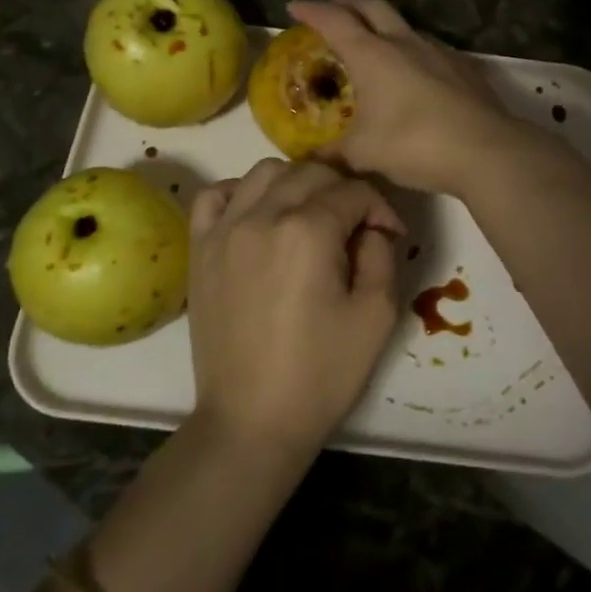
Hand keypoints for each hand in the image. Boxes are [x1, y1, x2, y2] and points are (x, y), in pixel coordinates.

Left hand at [185, 159, 404, 455]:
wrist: (251, 420)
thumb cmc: (321, 374)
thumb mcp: (376, 315)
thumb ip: (381, 254)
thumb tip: (372, 226)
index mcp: (308, 232)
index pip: (353, 191)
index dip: (380, 208)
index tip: (390, 235)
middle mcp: (262, 216)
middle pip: (311, 171)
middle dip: (343, 189)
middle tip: (356, 224)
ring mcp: (224, 229)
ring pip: (265, 171)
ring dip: (296, 182)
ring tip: (310, 215)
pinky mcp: (200, 248)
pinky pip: (215, 194)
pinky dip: (241, 192)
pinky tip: (260, 215)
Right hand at [288, 0, 525, 196]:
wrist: (485, 149)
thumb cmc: (414, 144)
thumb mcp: (363, 153)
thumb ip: (333, 153)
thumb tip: (311, 157)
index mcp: (372, 54)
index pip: (334, 21)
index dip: (311, 11)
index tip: (294, 7)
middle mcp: (404, 42)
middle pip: (371, 7)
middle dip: (348, 3)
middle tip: (333, 8)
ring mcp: (438, 51)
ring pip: (404, 25)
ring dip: (383, 25)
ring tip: (373, 40)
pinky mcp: (463, 67)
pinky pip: (429, 48)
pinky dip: (411, 49)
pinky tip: (413, 70)